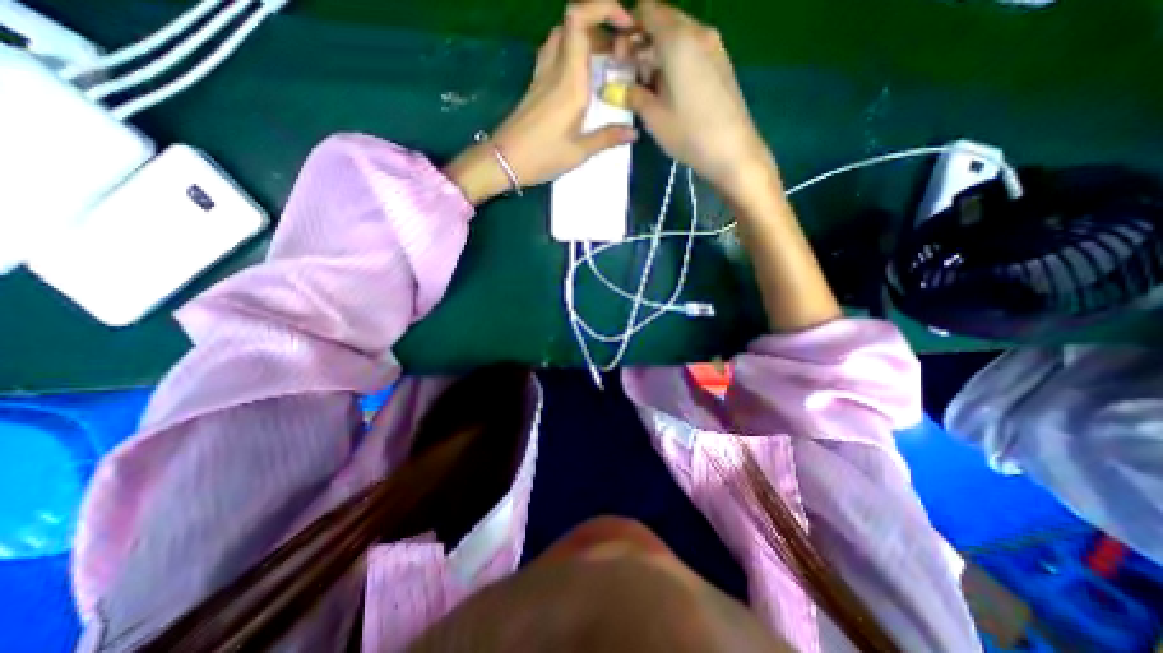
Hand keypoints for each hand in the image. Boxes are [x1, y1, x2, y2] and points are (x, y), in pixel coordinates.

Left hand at [445, 1, 638, 204]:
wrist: (504, 161)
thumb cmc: (542, 157)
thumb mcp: (578, 152)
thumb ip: (607, 138)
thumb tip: (633, 132)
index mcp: (569, 81)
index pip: (578, 19)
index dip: (602, 8)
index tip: (625, 25)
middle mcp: (554, 69)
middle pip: (573, 23)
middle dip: (600, 26)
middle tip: (619, 52)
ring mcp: (542, 75)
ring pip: (562, 37)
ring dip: (584, 39)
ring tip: (604, 61)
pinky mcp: (535, 86)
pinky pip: (554, 54)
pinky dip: (571, 53)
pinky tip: (582, 77)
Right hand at [623, 1, 774, 200]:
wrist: (733, 151)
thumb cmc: (689, 132)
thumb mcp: (654, 117)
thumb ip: (632, 96)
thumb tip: (613, 88)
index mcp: (677, 39)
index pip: (647, 11)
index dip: (628, 29)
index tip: (618, 57)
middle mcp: (698, 32)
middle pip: (663, 22)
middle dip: (642, 43)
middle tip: (629, 75)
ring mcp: (713, 47)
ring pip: (678, 37)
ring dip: (658, 54)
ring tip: (646, 88)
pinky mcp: (720, 64)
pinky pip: (692, 50)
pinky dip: (675, 61)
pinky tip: (668, 90)